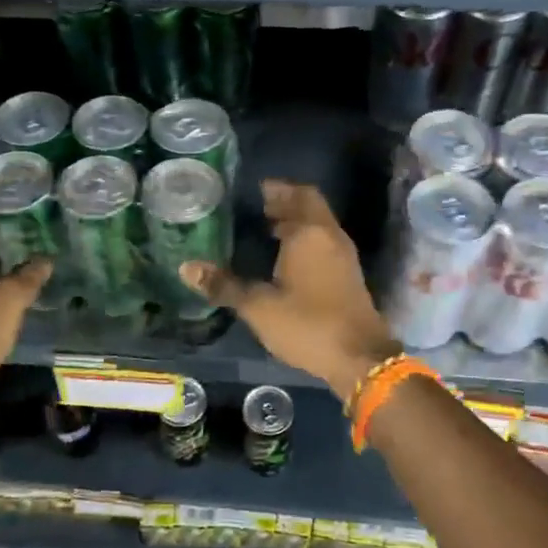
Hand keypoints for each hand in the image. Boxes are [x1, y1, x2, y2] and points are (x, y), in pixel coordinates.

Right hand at [180, 181, 399, 401]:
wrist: (360, 359)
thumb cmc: (308, 324)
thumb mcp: (259, 307)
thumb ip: (224, 285)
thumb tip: (186, 267)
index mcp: (310, 233)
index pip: (297, 194)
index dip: (277, 189)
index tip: (254, 190)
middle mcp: (330, 237)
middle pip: (309, 207)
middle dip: (285, 204)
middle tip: (256, 208)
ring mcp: (343, 257)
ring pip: (318, 227)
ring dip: (296, 223)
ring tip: (264, 230)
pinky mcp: (347, 276)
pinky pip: (323, 245)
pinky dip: (304, 242)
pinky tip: (283, 259)